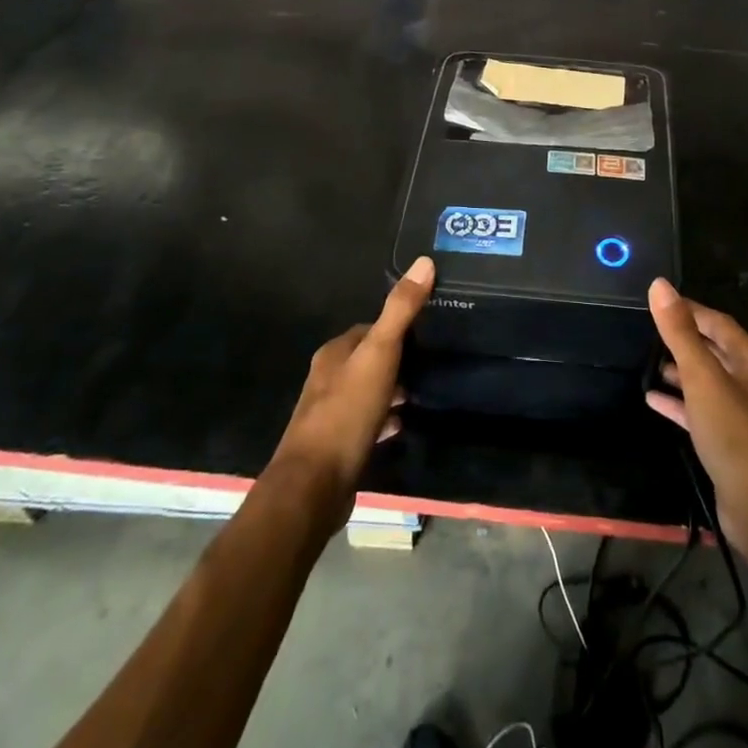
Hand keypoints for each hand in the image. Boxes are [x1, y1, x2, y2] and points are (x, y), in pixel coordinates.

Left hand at [267, 257, 431, 519]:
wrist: (314, 487)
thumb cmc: (346, 412)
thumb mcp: (379, 354)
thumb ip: (400, 310)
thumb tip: (424, 261)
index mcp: (334, 353)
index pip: (369, 328)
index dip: (397, 326)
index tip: (428, 329)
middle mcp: (328, 378)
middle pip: (369, 359)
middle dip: (398, 359)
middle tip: (433, 361)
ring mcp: (330, 414)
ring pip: (369, 391)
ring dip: (393, 390)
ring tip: (425, 391)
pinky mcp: (337, 446)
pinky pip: (368, 423)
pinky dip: (386, 420)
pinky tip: (404, 424)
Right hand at [645, 279, 747, 555]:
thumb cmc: (735, 434)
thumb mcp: (703, 378)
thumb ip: (680, 333)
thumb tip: (659, 285)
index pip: (717, 322)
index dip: (688, 309)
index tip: (657, 302)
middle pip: (713, 349)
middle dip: (683, 339)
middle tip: (647, 331)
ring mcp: (742, 413)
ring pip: (707, 381)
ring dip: (680, 371)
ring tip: (648, 362)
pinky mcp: (730, 441)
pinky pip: (701, 411)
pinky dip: (679, 403)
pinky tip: (653, 399)